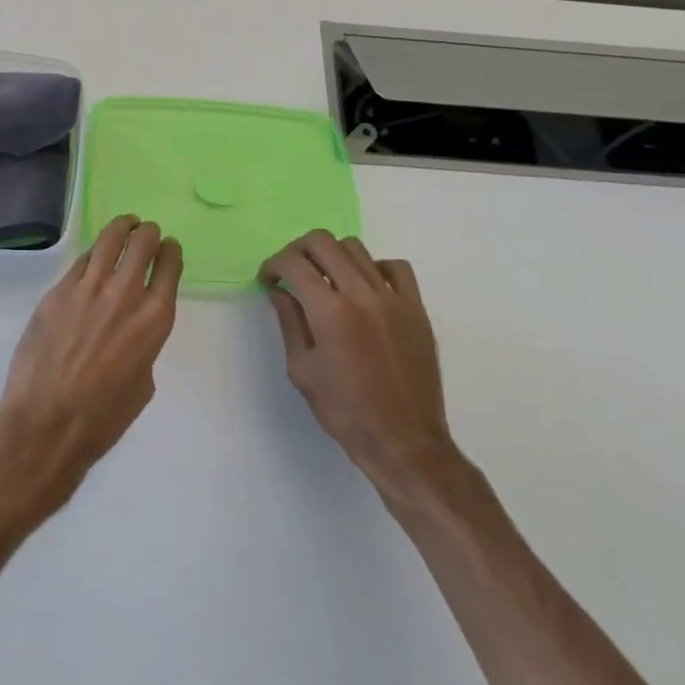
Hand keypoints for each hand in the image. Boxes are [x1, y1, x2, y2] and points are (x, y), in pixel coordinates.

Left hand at [0, 216, 181, 510]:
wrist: (47, 423)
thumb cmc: (103, 417)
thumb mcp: (143, 382)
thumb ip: (144, 344)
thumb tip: (130, 328)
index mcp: (154, 319)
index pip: (169, 265)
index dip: (171, 251)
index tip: (168, 248)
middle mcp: (125, 294)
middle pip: (142, 242)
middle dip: (148, 233)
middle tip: (146, 233)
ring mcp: (88, 288)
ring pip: (109, 239)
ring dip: (121, 227)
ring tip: (125, 225)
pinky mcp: (58, 291)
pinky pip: (80, 262)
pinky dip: (92, 255)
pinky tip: (93, 258)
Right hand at [260, 231, 463, 511]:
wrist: (404, 442)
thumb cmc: (345, 412)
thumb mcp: (302, 370)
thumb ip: (290, 322)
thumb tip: (279, 290)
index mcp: (330, 312)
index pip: (294, 263)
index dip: (273, 265)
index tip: (268, 280)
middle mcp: (362, 294)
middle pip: (323, 242)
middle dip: (298, 250)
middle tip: (291, 272)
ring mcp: (393, 298)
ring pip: (356, 248)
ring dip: (332, 257)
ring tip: (326, 280)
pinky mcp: (416, 308)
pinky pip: (395, 268)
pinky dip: (374, 268)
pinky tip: (365, 288)